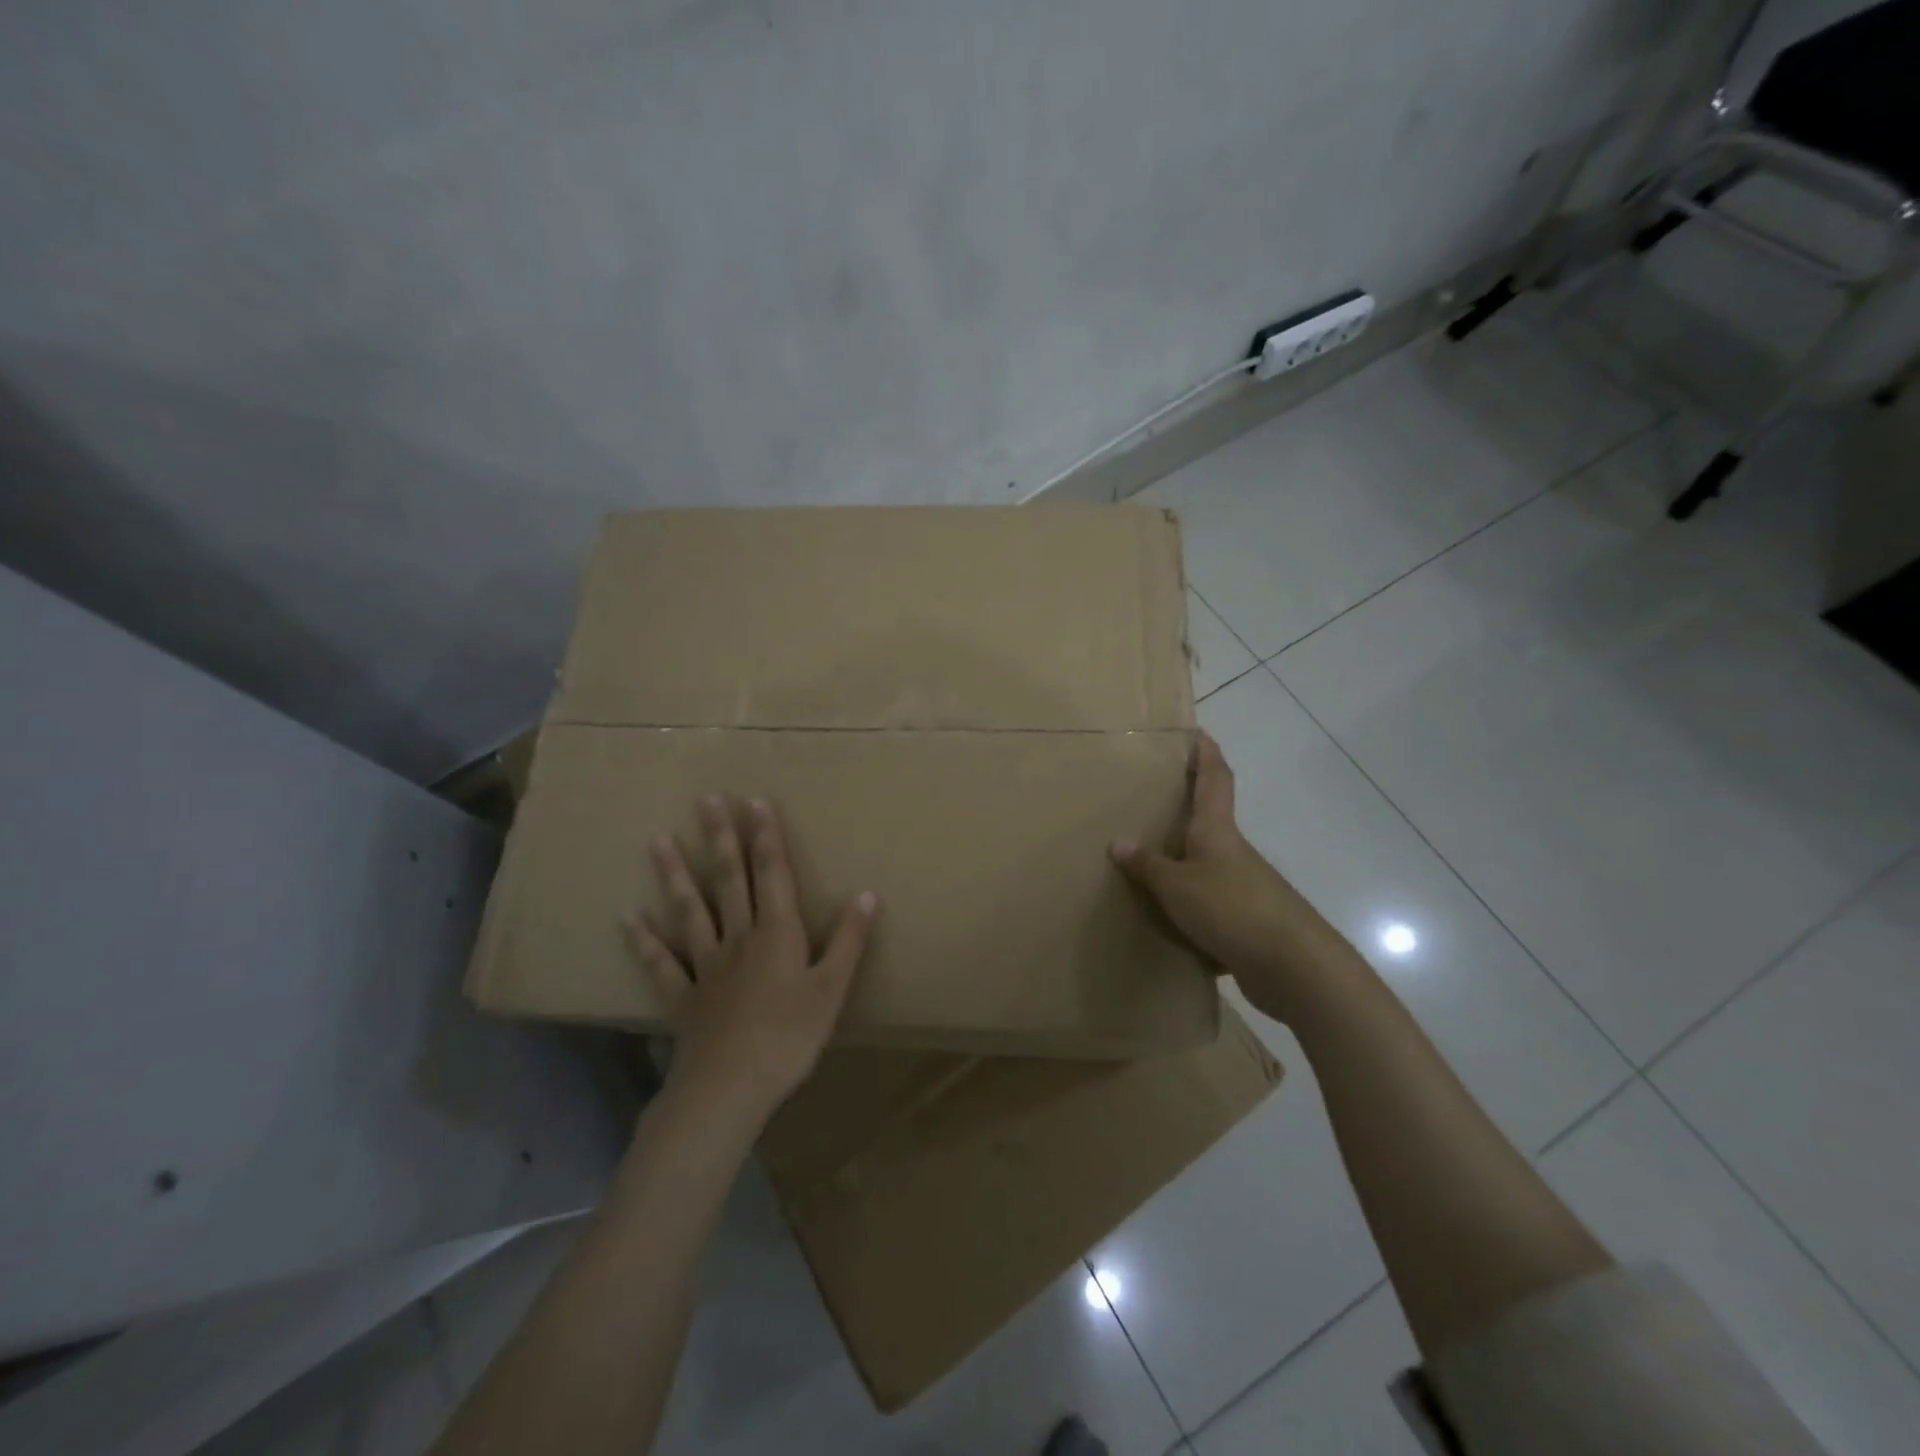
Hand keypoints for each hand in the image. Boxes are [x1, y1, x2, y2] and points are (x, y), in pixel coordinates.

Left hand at [628, 796, 876, 1128]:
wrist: (731, 1086)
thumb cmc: (791, 1036)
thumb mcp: (833, 988)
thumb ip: (849, 940)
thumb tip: (867, 893)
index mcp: (777, 933)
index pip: (772, 873)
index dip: (766, 836)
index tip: (754, 801)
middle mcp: (738, 938)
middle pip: (728, 880)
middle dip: (720, 838)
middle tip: (706, 800)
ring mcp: (705, 965)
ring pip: (689, 911)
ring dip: (674, 875)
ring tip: (658, 841)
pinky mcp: (682, 997)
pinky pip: (661, 964)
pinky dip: (644, 941)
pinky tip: (629, 919)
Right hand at [1111, 731, 1357, 1023]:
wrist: (1293, 967)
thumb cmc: (1231, 908)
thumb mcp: (1177, 886)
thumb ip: (1148, 866)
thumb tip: (1118, 842)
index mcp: (1218, 831)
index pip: (1216, 779)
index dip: (1207, 754)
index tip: (1198, 732)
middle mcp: (1233, 853)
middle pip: (1212, 820)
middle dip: (1188, 808)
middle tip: (1154, 799)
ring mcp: (1245, 888)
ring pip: (1208, 865)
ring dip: (1185, 862)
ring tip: (1148, 863)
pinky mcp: (1247, 921)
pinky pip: (1211, 905)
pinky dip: (1190, 907)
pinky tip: (1167, 921)